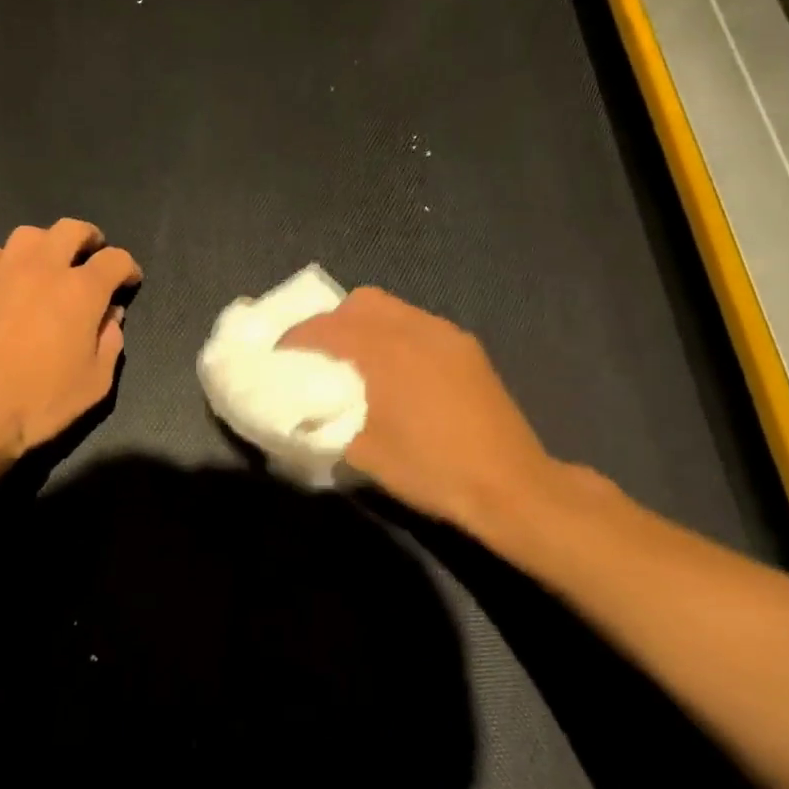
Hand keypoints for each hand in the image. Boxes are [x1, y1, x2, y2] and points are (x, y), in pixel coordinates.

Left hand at [0, 219, 140, 468]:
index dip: (127, 268)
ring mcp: (0, 271)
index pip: (115, 260)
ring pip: (28, 235)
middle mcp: (43, 268)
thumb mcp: (94, 384)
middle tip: (89, 257)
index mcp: (81, 291)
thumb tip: (110, 317)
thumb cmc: (38, 403)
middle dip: (88, 239)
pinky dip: (1, 262)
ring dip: (44, 246)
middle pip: (72, 230)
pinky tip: (0, 282)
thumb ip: (110, 343)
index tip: (128, 282)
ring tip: (43, 266)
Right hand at [279, 288, 572, 534]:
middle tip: (318, 355)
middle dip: (332, 322)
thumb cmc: (431, 469)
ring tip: (355, 363)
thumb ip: (325, 423)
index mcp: (385, 350)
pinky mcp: (468, 349)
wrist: (510, 485)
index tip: (278, 355)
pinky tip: (396, 373)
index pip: (327, 327)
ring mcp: (447, 335)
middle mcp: (416, 329)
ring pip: (393, 310)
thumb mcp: (364, 454)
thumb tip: (301, 412)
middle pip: (361, 303)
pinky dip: (395, 336)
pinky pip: (418, 325)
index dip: (296, 338)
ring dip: (365, 327)